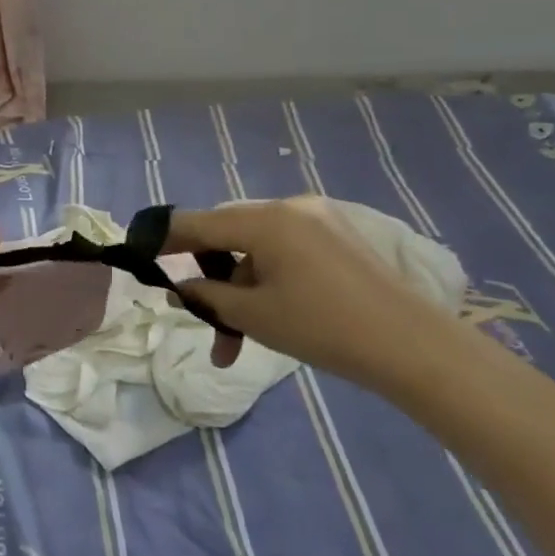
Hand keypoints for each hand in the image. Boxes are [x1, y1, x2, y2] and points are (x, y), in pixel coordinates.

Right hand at [167, 197, 460, 384]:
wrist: (415, 347)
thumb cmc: (324, 329)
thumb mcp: (255, 315)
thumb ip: (208, 296)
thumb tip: (181, 288)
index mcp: (265, 220)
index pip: (198, 222)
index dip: (165, 239)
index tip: (140, 253)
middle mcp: (289, 207)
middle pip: (228, 235)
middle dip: (210, 277)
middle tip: (201, 317)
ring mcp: (318, 219)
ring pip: (258, 247)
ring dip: (241, 286)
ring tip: (241, 337)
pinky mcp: (339, 237)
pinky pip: (286, 250)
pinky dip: (269, 278)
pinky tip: (273, 313)